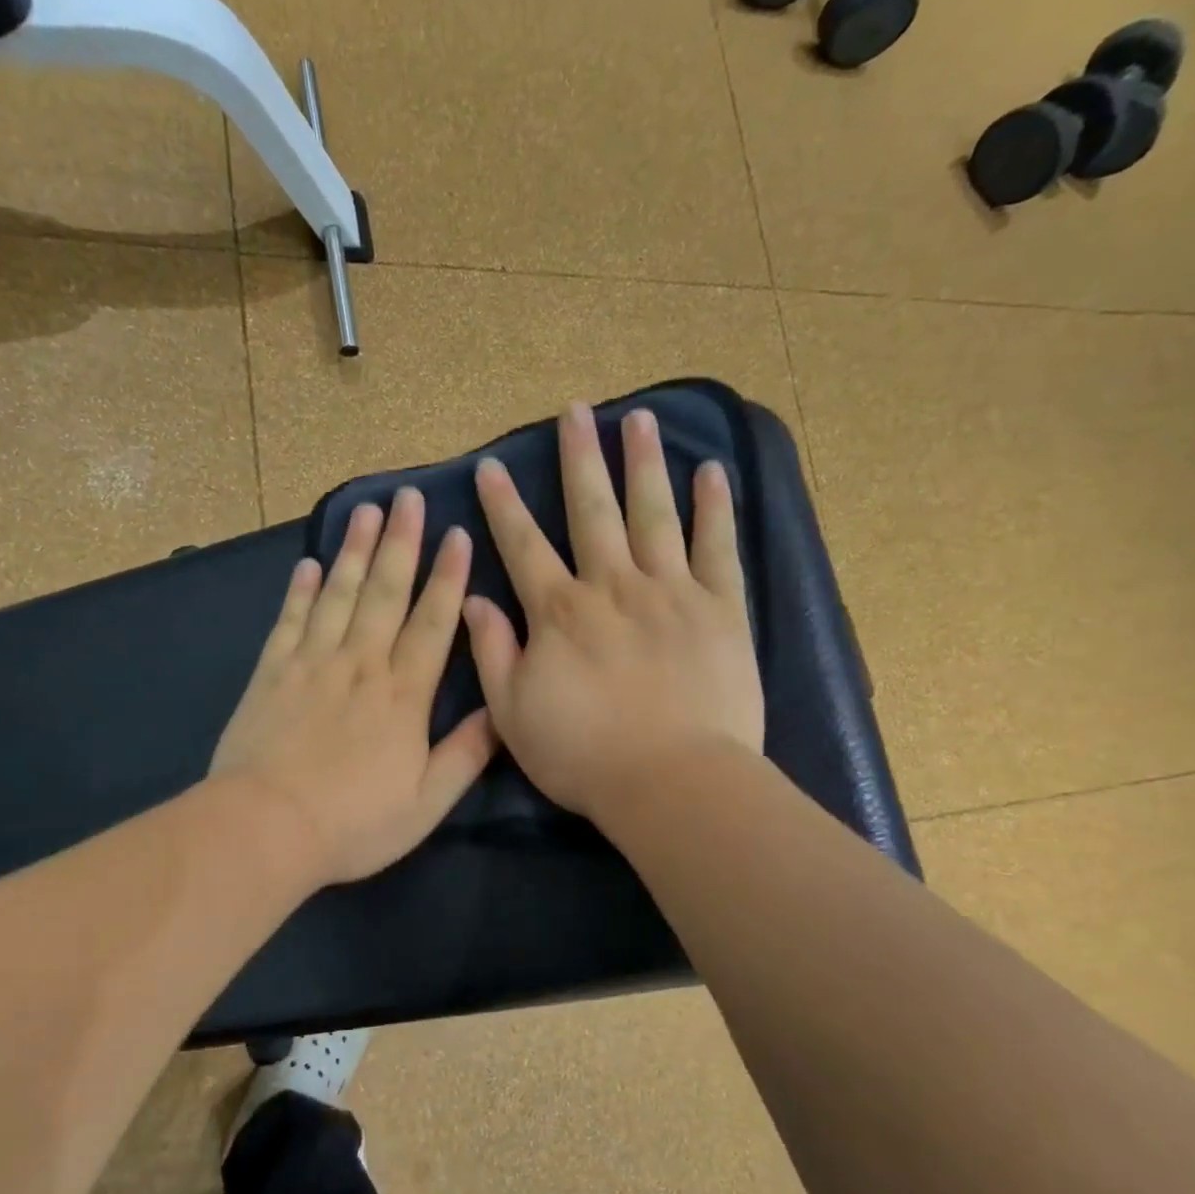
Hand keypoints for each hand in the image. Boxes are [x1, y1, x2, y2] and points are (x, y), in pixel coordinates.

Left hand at [211, 488, 497, 888]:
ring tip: (367, 511)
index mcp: (402, 695)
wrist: (266, 827)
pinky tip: (308, 564)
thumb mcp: (426, 803)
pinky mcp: (272, 673)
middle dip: (401, 543)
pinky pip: (289, 621)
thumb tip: (499, 710)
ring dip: (355, 552)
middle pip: (384, 594)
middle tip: (408, 497)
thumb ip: (466, 754)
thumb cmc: (353, 823)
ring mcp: (312, 664)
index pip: (432, 624)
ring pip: (338, 595)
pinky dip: (299, 591)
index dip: (447, 578)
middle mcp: (360, 665)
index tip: (456, 535)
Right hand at [463, 403, 763, 819]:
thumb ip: (492, 652)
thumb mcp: (513, 714)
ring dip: (642, 463)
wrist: (671, 782)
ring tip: (637, 418)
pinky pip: (717, 548)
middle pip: (592, 510)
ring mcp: (671, 592)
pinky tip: (710, 472)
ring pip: (653, 514)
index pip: (523, 545)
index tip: (492, 466)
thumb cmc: (583, 755)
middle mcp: (612, 586)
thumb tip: (474, 600)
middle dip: (580, 459)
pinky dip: (713, 508)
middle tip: (575, 411)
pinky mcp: (720, 609)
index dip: (504, 505)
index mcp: (559, 612)